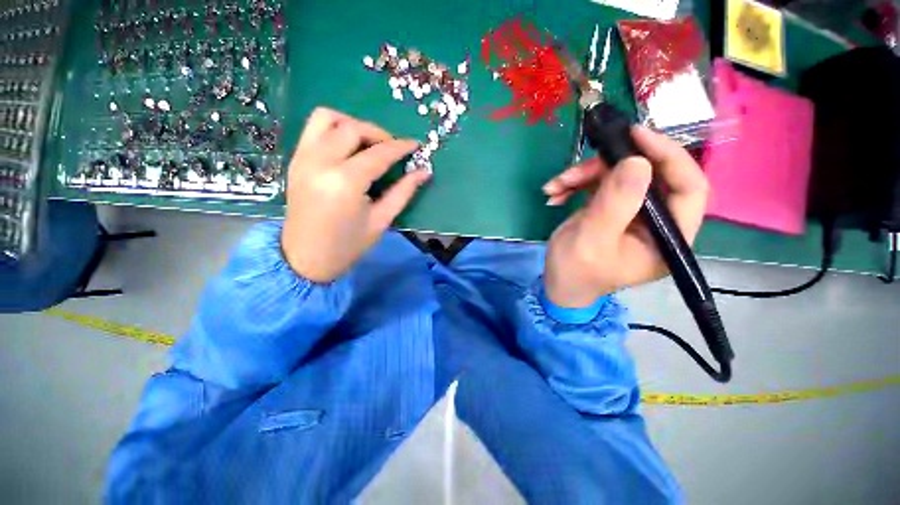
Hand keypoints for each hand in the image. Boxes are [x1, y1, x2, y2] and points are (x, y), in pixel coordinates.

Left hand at [281, 107, 429, 282]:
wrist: (306, 258)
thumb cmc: (348, 245)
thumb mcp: (381, 220)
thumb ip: (403, 192)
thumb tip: (424, 172)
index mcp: (345, 182)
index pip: (378, 153)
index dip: (400, 147)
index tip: (415, 145)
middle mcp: (321, 162)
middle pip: (352, 128)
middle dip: (379, 133)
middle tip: (393, 148)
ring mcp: (303, 158)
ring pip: (327, 118)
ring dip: (353, 124)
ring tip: (368, 143)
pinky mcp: (295, 160)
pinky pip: (314, 129)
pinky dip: (335, 129)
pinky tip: (348, 148)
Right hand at [542, 126, 708, 306]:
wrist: (559, 283)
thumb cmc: (576, 271)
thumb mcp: (592, 241)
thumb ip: (615, 204)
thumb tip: (638, 161)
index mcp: (669, 237)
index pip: (689, 187)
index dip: (668, 156)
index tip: (636, 136)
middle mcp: (658, 221)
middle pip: (647, 175)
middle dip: (608, 167)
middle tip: (575, 171)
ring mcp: (633, 212)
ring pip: (619, 175)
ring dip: (583, 175)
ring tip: (556, 187)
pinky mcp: (612, 207)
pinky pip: (600, 183)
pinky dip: (576, 183)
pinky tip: (555, 193)